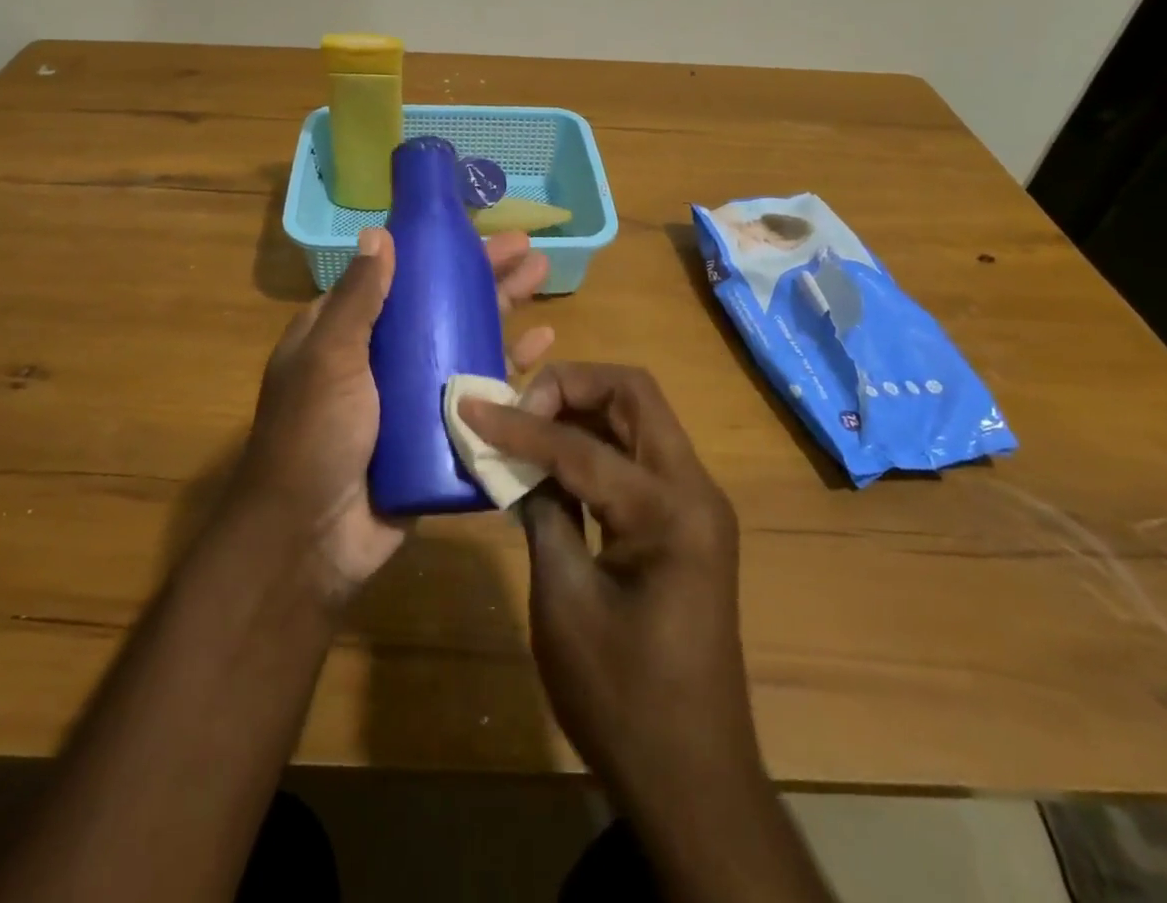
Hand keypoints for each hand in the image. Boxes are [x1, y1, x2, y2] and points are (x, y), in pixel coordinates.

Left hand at [230, 226, 553, 601]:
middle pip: (440, 306)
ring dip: (503, 313)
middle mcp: (382, 358)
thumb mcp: (330, 358)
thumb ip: (357, 299)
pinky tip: (543, 350)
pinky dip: (510, 370)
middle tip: (528, 251)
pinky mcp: (440, 434)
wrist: (312, 540)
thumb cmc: (315, 435)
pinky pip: (480, 394)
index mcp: (347, 333)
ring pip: (466, 344)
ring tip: (544, 281)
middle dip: (484, 277)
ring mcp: (413, 397)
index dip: (435, 254)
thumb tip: (379, 234)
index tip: (474, 231)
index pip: (398, 278)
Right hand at [459, 365, 758, 808]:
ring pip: (637, 417)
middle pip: (633, 394)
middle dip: (570, 386)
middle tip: (517, 408)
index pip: (582, 444)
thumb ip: (541, 513)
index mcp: (671, 511)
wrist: (693, 780)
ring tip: (527, 423)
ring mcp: (696, 503)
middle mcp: (694, 489)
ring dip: (582, 407)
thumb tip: (513, 459)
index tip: (470, 407)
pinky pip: (637, 455)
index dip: (519, 423)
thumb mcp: (564, 601)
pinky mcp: (684, 521)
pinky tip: (552, 460)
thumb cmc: (623, 700)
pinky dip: (595, 442)